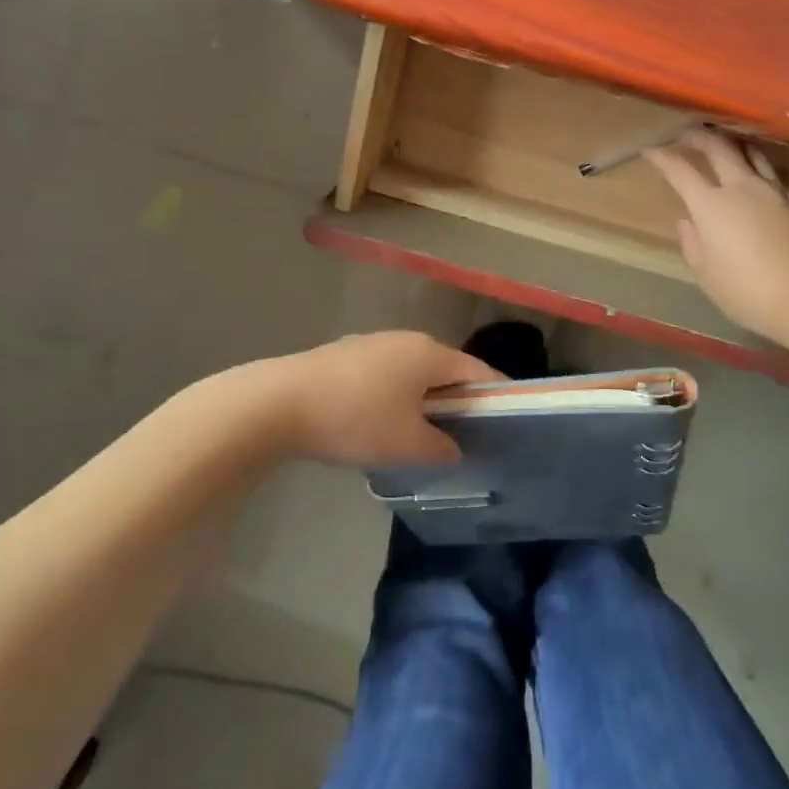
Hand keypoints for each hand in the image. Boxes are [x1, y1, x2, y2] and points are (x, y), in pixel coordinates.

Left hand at [272, 332, 502, 467]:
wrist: (280, 403)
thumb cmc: (356, 419)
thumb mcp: (407, 445)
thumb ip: (441, 448)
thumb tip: (453, 448)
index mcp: (429, 353)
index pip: (478, 371)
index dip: (495, 395)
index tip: (508, 420)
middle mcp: (406, 340)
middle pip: (445, 370)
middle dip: (458, 401)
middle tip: (467, 435)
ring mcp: (372, 344)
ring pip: (413, 373)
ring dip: (424, 400)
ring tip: (425, 435)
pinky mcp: (345, 356)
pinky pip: (386, 376)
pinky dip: (396, 398)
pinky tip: (383, 424)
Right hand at [645, 129, 788, 342]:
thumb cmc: (748, 292)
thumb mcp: (707, 276)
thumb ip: (692, 244)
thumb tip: (687, 222)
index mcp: (710, 206)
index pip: (680, 170)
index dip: (662, 156)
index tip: (650, 150)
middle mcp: (742, 188)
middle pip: (718, 147)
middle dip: (698, 136)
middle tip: (687, 134)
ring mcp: (775, 191)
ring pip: (753, 152)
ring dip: (735, 143)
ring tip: (727, 143)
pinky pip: (781, 173)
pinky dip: (767, 166)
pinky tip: (767, 172)